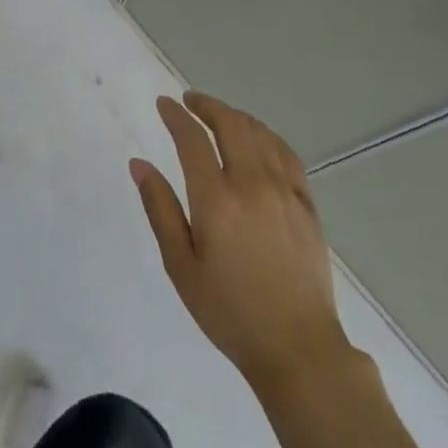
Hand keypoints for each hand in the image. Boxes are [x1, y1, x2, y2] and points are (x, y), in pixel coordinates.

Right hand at [132, 92, 348, 398]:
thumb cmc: (228, 311)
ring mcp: (285, 192)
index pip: (193, 140)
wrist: (297, 347)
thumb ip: (160, 209)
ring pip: (261, 134)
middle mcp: (253, 185)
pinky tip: (259, 140)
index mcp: (216, 200)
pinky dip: (268, 136)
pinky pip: (288, 155)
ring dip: (237, 117)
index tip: (164, 103)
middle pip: (231, 125)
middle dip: (208, 106)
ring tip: (219, 115)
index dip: (176, 116)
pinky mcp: (307, 205)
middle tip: (190, 101)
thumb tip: (140, 164)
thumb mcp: (180, 265)